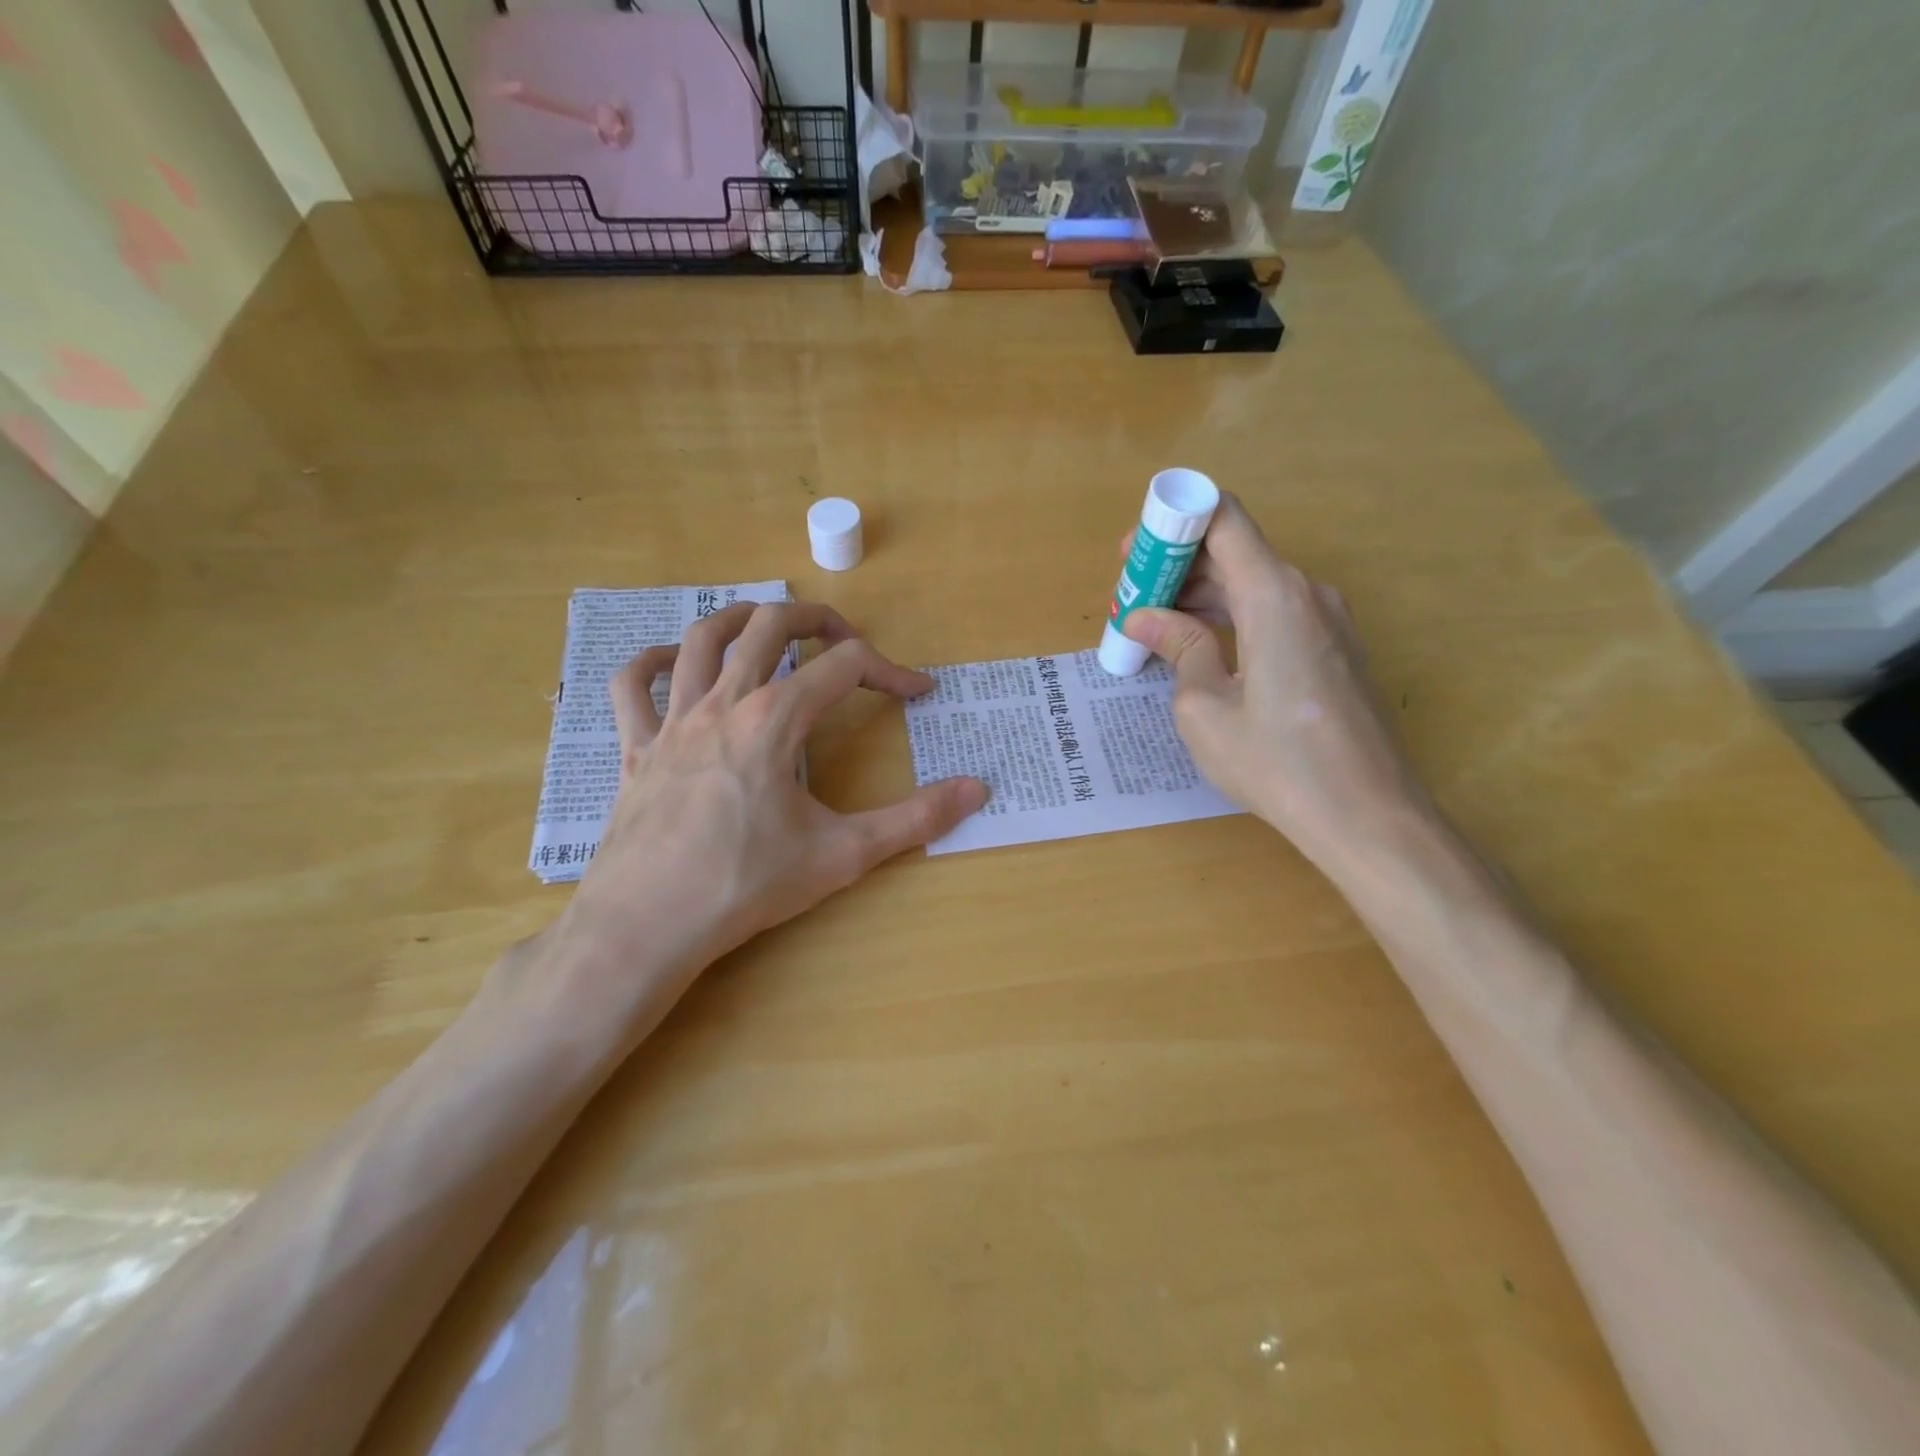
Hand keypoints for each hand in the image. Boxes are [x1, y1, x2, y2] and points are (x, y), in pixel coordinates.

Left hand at [559, 602, 986, 993]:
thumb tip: (978, 789)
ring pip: (700, 639)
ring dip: (739, 619)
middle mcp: (723, 704)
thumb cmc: (746, 886)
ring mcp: (672, 722)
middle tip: (845, 640)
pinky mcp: (635, 749)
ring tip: (768, 626)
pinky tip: (672, 664)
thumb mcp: (843, 854)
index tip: (917, 693)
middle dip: (816, 619)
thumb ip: (915, 819)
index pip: (845, 668)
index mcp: (775, 721)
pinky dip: (651, 663)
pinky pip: (632, 687)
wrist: (646, 926)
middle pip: (769, 626)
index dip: (891, 671)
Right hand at [1121, 495, 1434, 871]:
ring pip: (1254, 584)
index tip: (1133, 555)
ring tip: (1154, 630)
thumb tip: (1147, 618)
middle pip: (1235, 552)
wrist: (1367, 816)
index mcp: (1274, 594)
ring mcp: (1328, 621)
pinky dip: (1232, 619)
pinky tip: (1200, 651)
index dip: (1172, 523)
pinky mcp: (1336, 650)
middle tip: (1130, 602)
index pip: (1223, 518)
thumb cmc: (1275, 761)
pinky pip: (1275, 614)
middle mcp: (1307, 593)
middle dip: (1177, 567)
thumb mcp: (1204, 707)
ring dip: (1202, 597)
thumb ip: (1179, 647)